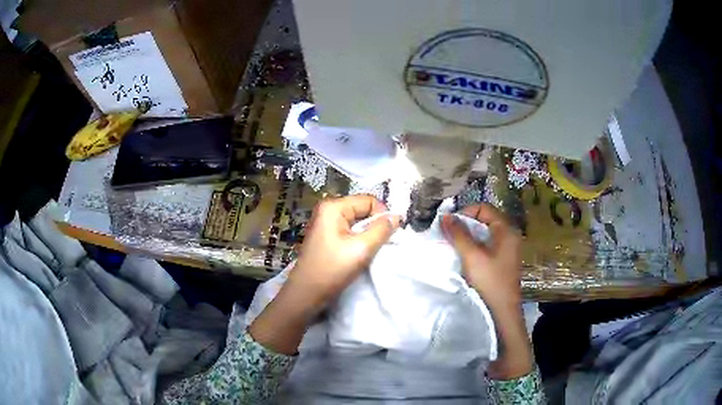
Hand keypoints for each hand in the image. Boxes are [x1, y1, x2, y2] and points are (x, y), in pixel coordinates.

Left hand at [250, 195, 399, 354]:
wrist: (306, 293)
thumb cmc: (332, 269)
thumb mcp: (361, 249)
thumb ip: (382, 230)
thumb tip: (397, 216)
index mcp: (333, 207)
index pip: (369, 200)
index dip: (382, 215)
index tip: (388, 235)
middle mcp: (328, 209)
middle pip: (362, 209)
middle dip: (374, 225)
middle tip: (379, 245)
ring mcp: (325, 223)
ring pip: (358, 222)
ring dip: (367, 234)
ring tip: (369, 250)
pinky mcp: (326, 235)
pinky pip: (349, 231)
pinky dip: (359, 240)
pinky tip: (360, 253)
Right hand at [441, 204, 522, 311]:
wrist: (503, 310)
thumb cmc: (490, 281)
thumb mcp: (472, 256)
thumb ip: (458, 235)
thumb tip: (445, 216)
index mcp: (506, 229)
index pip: (484, 208)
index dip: (465, 213)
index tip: (449, 225)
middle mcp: (509, 234)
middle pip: (485, 219)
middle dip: (465, 225)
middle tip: (449, 235)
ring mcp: (507, 248)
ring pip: (485, 233)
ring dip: (468, 236)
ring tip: (454, 245)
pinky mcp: (503, 259)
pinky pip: (487, 244)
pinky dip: (475, 246)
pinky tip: (465, 255)